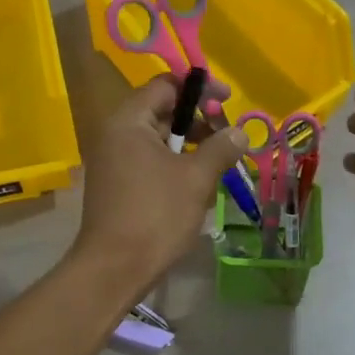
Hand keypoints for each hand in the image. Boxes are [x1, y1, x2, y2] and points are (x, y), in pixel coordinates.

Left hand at [72, 77, 248, 294]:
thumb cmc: (156, 215)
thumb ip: (221, 147)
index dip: (199, 89)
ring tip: (219, 161)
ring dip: (191, 143)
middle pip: (162, 110)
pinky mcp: (118, 183)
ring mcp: (114, 160)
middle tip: (229, 135)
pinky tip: (198, 181)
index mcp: (129, 121)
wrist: (114, 268)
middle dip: (198, 119)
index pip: (166, 85)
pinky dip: (175, 162)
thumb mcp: (196, 178)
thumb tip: (240, 132)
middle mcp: (116, 134)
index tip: (228, 100)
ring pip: (159, 138)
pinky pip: (150, 159)